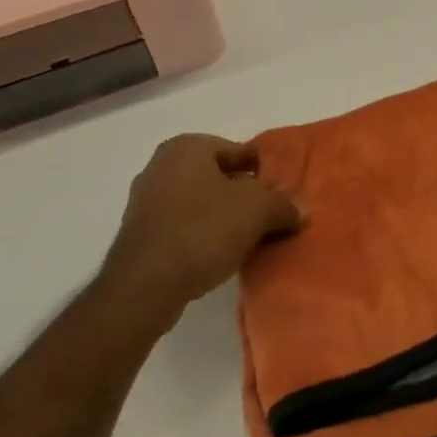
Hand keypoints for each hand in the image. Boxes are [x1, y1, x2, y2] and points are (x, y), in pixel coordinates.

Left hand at [100, 135, 300, 327]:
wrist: (143, 288)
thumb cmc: (202, 231)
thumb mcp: (258, 211)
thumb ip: (283, 205)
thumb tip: (298, 210)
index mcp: (187, 147)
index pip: (240, 152)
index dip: (265, 174)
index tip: (281, 195)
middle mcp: (161, 166)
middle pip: (219, 177)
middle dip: (244, 196)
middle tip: (269, 218)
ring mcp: (144, 202)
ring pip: (201, 203)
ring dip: (224, 218)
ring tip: (249, 240)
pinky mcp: (139, 236)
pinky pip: (183, 227)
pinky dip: (202, 236)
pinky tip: (219, 255)